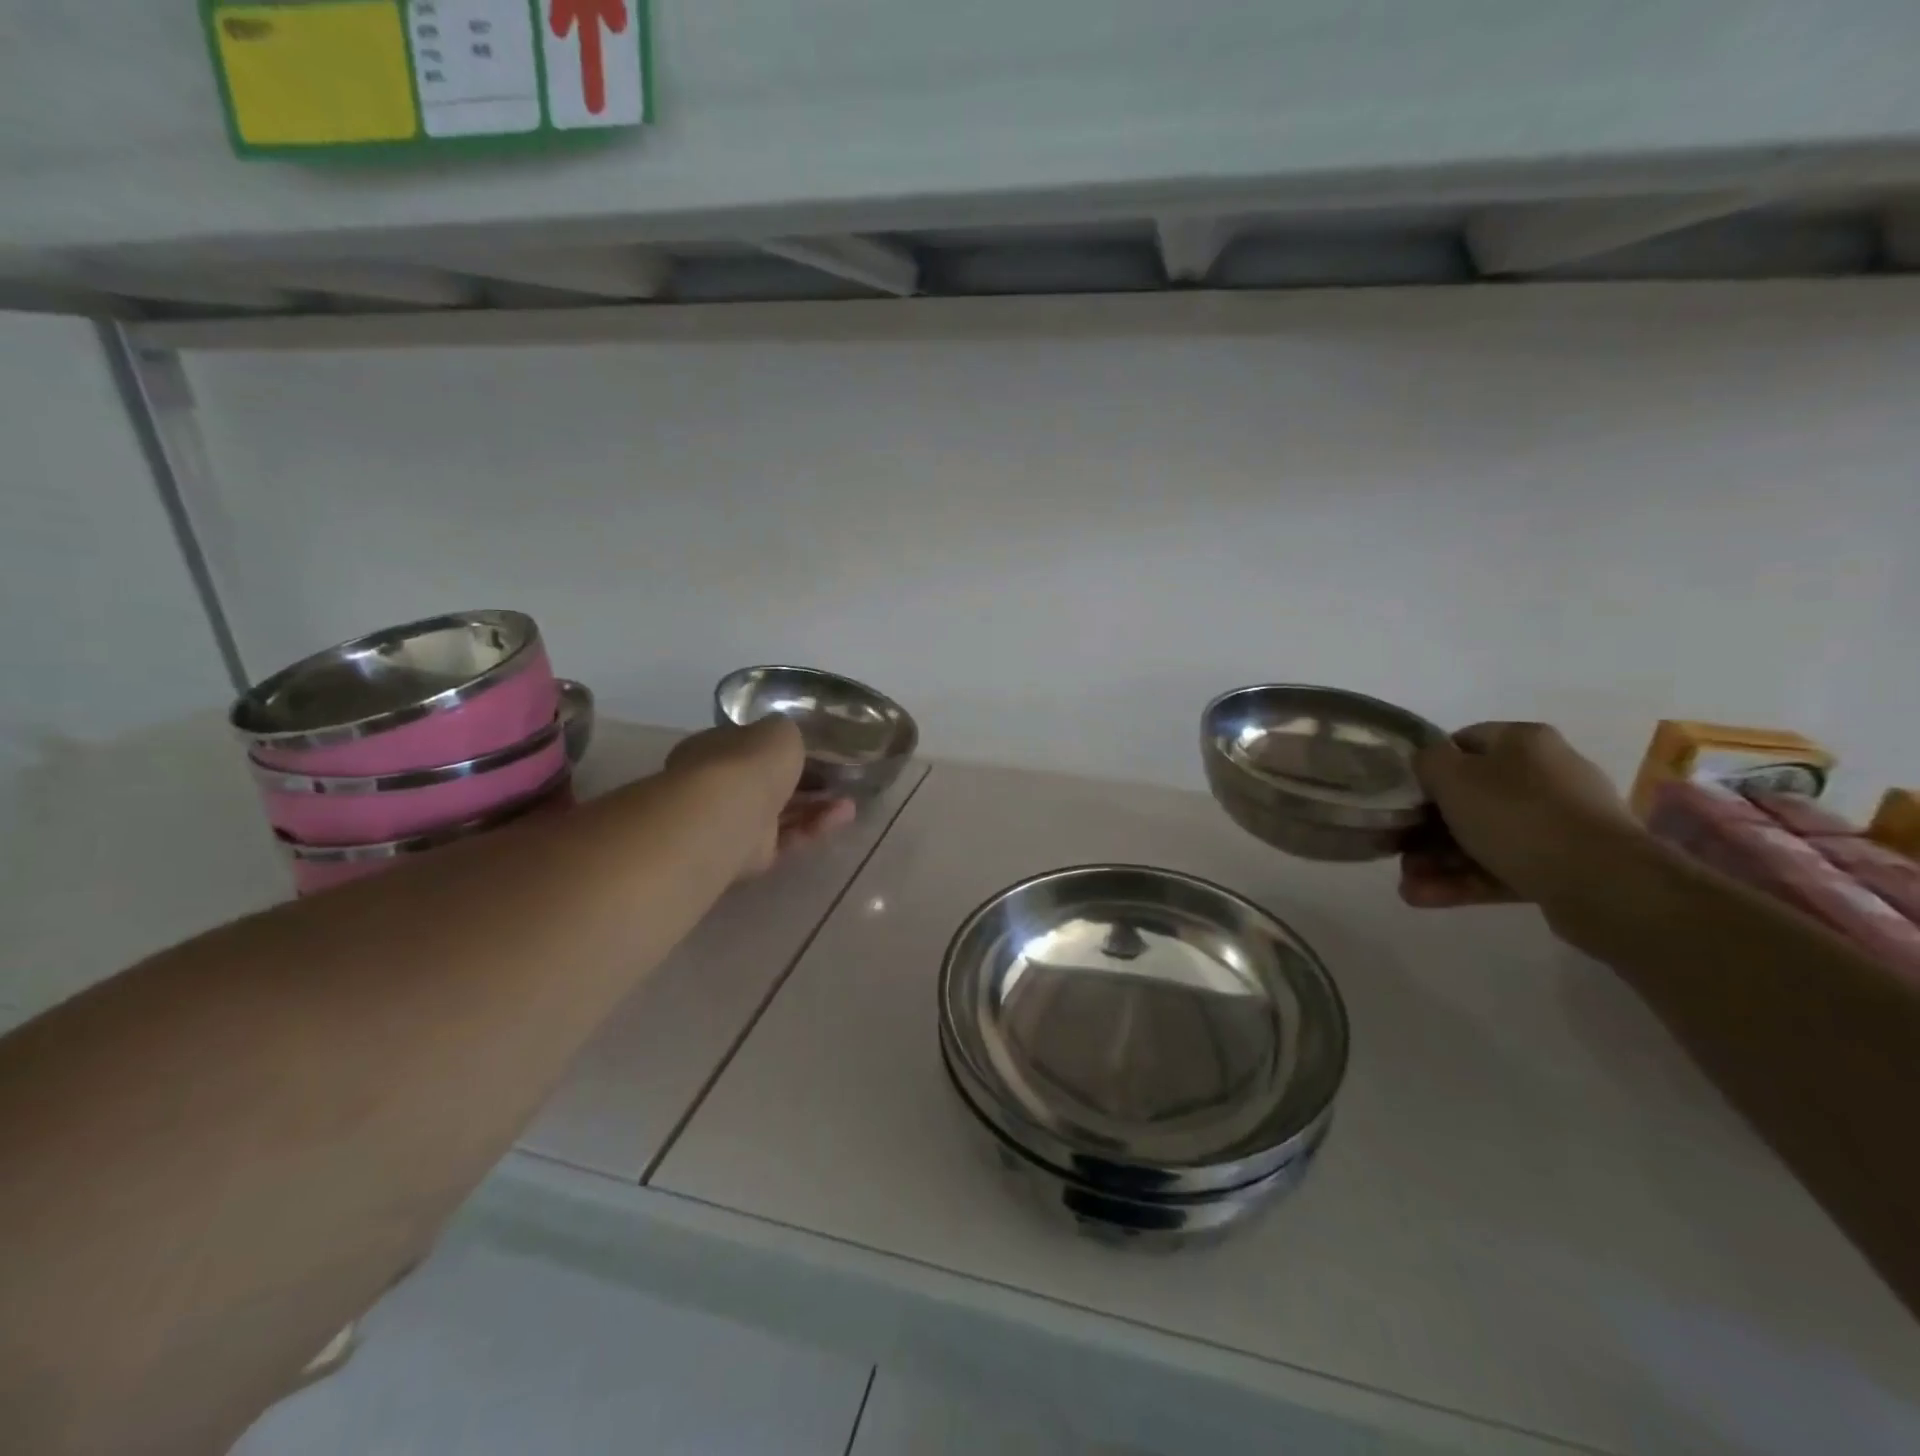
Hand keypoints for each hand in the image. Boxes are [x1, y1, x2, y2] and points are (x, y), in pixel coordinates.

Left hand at [664, 718, 855, 877]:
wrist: (727, 818)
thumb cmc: (748, 763)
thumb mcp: (779, 731)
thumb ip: (786, 736)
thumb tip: (787, 741)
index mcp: (716, 748)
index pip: (750, 746)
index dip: (781, 748)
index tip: (814, 749)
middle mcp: (721, 785)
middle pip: (768, 782)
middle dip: (804, 781)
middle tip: (837, 777)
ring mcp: (735, 821)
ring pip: (782, 812)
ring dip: (816, 805)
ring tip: (850, 800)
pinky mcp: (751, 855)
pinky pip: (788, 837)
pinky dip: (815, 826)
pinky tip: (845, 815)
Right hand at [1400, 722, 1641, 909]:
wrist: (1602, 883)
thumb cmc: (1517, 814)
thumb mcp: (1451, 775)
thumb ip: (1427, 761)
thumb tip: (1427, 763)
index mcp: (1523, 743)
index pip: (1463, 743)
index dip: (1428, 767)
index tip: (1403, 795)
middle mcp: (1545, 775)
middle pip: (1469, 797)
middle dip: (1426, 827)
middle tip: (1396, 848)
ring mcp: (1558, 823)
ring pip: (1482, 837)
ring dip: (1438, 860)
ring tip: (1408, 886)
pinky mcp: (1563, 865)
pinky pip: (1502, 867)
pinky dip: (1463, 881)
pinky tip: (1425, 898)